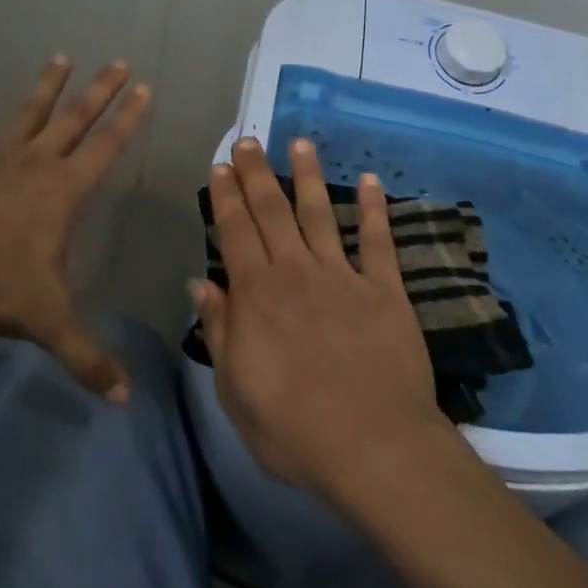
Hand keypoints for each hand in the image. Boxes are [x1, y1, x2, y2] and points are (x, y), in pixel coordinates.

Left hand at [0, 57, 150, 399]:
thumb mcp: (47, 322)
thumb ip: (87, 357)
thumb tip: (124, 400)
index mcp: (63, 192)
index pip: (106, 148)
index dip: (129, 118)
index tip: (144, 88)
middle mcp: (35, 164)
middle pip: (75, 119)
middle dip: (100, 91)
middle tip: (118, 60)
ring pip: (29, 113)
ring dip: (47, 86)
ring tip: (61, 57)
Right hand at [192, 135, 449, 500]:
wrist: (373, 447)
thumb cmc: (294, 429)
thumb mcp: (236, 391)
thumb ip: (220, 331)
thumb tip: (201, 284)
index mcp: (258, 295)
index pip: (236, 232)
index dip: (226, 197)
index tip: (221, 166)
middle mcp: (297, 273)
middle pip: (273, 212)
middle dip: (257, 174)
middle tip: (249, 141)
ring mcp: (344, 277)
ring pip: (321, 214)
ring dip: (308, 176)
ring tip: (299, 144)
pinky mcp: (385, 290)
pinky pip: (378, 241)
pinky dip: (375, 209)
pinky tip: (371, 181)